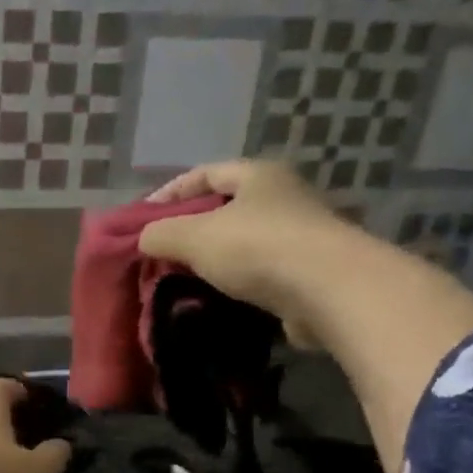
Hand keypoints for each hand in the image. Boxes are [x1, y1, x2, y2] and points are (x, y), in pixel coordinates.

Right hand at [136, 160, 347, 326]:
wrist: (330, 291)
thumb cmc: (259, 249)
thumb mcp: (195, 237)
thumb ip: (161, 234)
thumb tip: (144, 238)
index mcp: (259, 175)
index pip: (204, 173)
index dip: (170, 192)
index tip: (143, 219)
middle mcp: (284, 196)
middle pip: (226, 207)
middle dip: (191, 228)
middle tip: (162, 251)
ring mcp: (300, 234)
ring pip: (244, 241)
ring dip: (214, 258)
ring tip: (183, 279)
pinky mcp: (308, 272)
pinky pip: (261, 271)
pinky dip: (236, 282)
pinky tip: (216, 299)